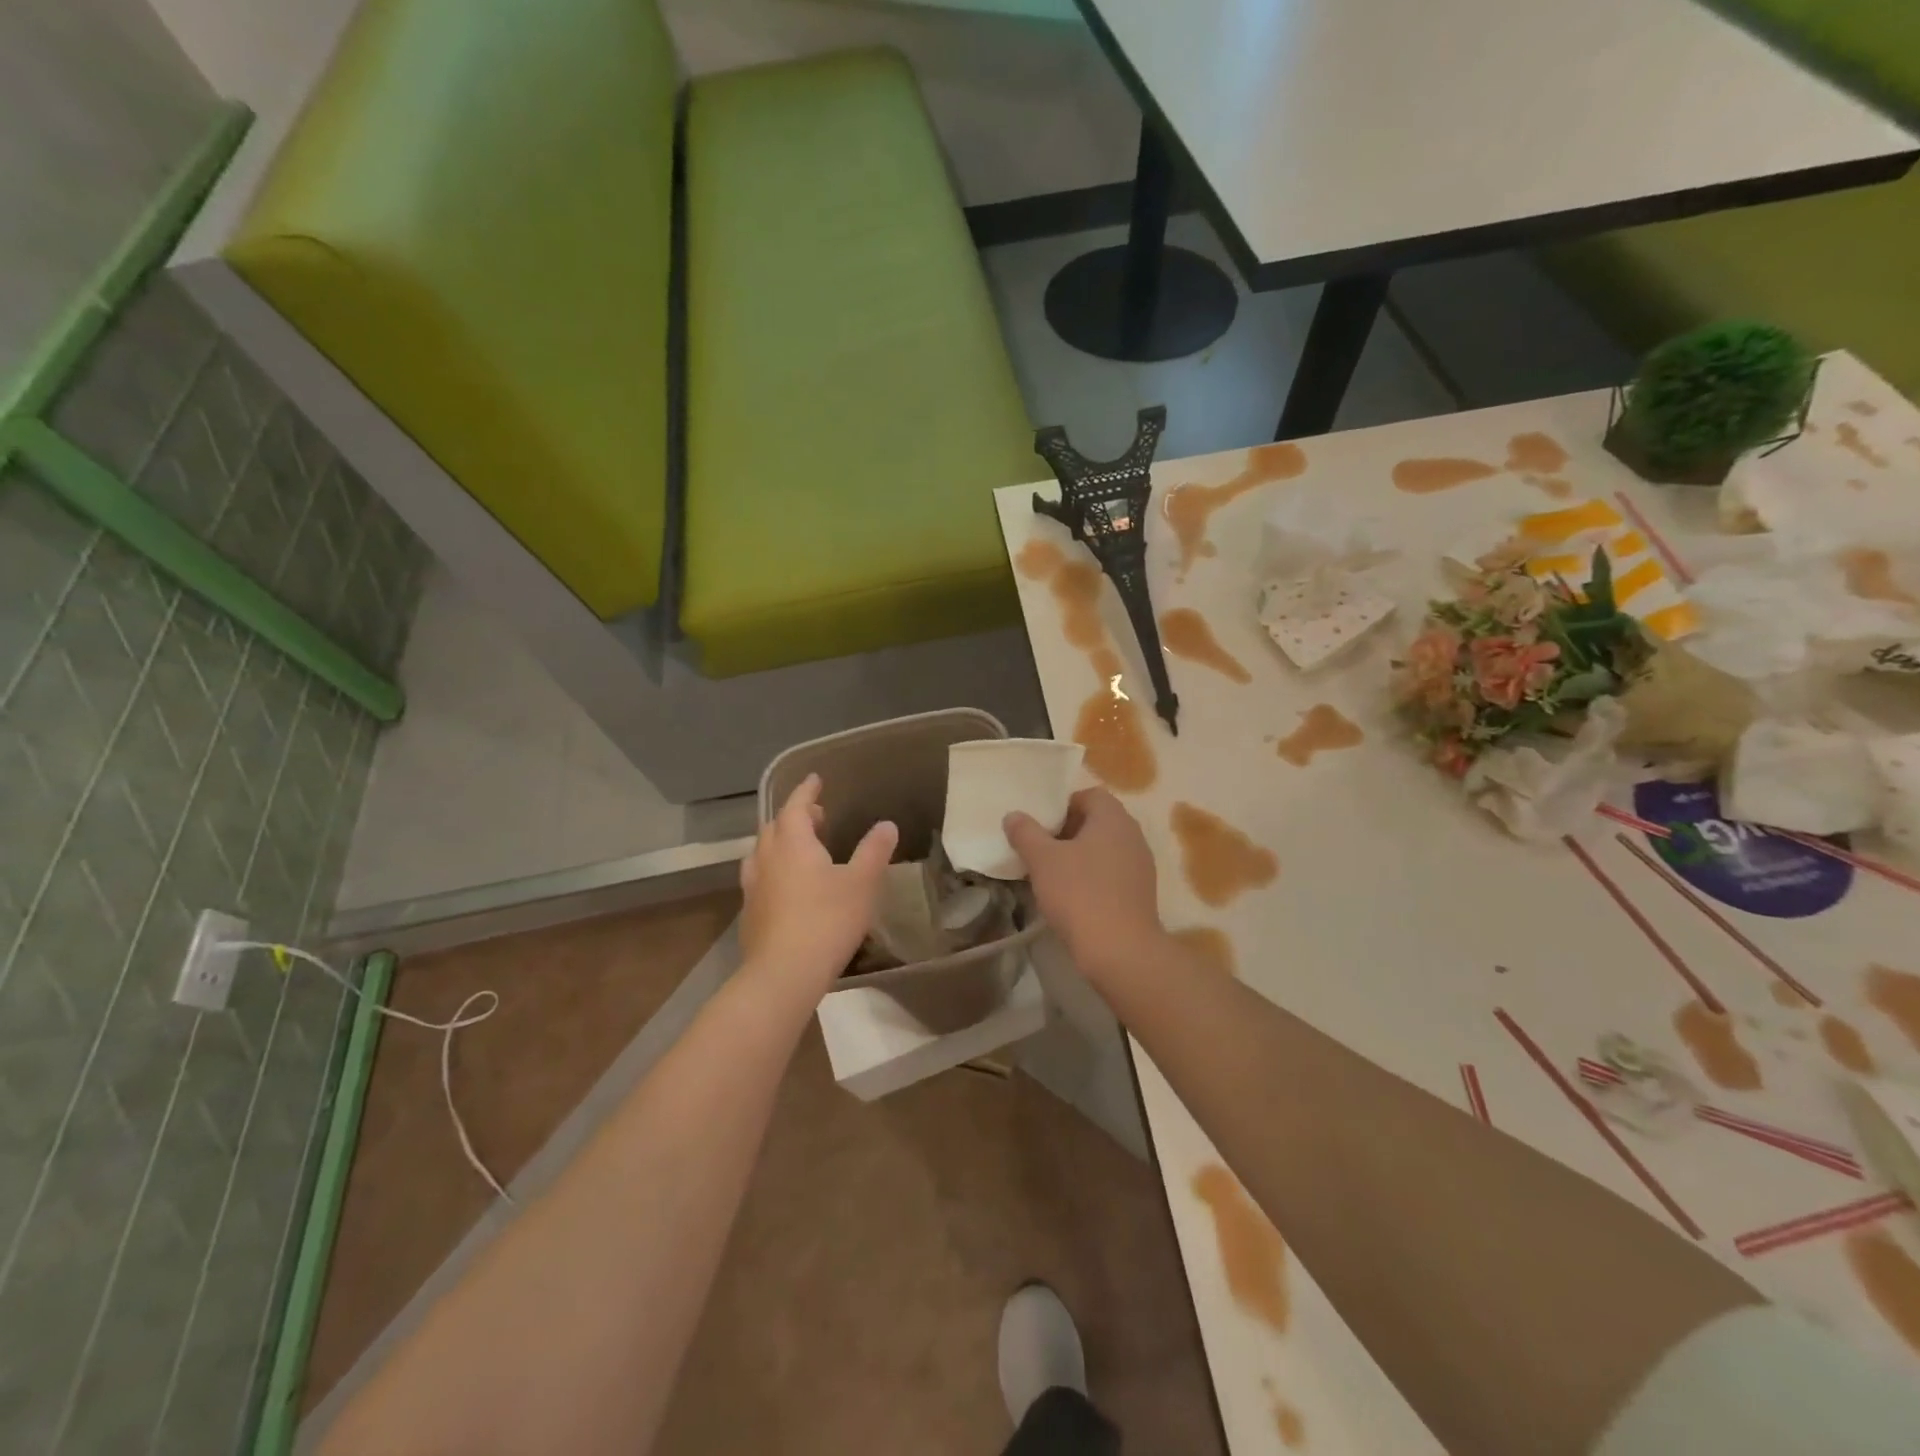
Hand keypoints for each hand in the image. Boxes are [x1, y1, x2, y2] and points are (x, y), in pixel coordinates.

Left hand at [740, 774, 897, 997]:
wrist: (783, 974)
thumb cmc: (827, 920)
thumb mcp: (862, 883)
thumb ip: (874, 851)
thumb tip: (886, 825)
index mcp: (792, 843)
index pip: (795, 806)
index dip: (806, 791)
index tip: (815, 780)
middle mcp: (767, 858)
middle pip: (776, 827)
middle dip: (795, 816)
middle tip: (817, 817)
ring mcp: (753, 887)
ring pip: (763, 853)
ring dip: (781, 843)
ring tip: (800, 849)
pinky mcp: (750, 914)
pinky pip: (760, 878)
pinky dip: (774, 870)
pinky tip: (787, 887)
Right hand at [1005, 788, 1166, 981]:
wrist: (1120, 951)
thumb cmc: (1079, 894)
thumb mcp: (1042, 860)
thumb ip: (1025, 833)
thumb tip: (1014, 815)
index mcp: (1113, 818)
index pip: (1089, 795)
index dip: (1063, 806)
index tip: (1042, 827)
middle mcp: (1133, 835)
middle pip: (1097, 821)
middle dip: (1068, 832)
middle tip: (1041, 850)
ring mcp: (1141, 865)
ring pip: (1105, 849)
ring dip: (1079, 857)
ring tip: (1053, 875)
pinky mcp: (1141, 892)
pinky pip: (1113, 873)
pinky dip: (1093, 878)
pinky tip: (1073, 898)